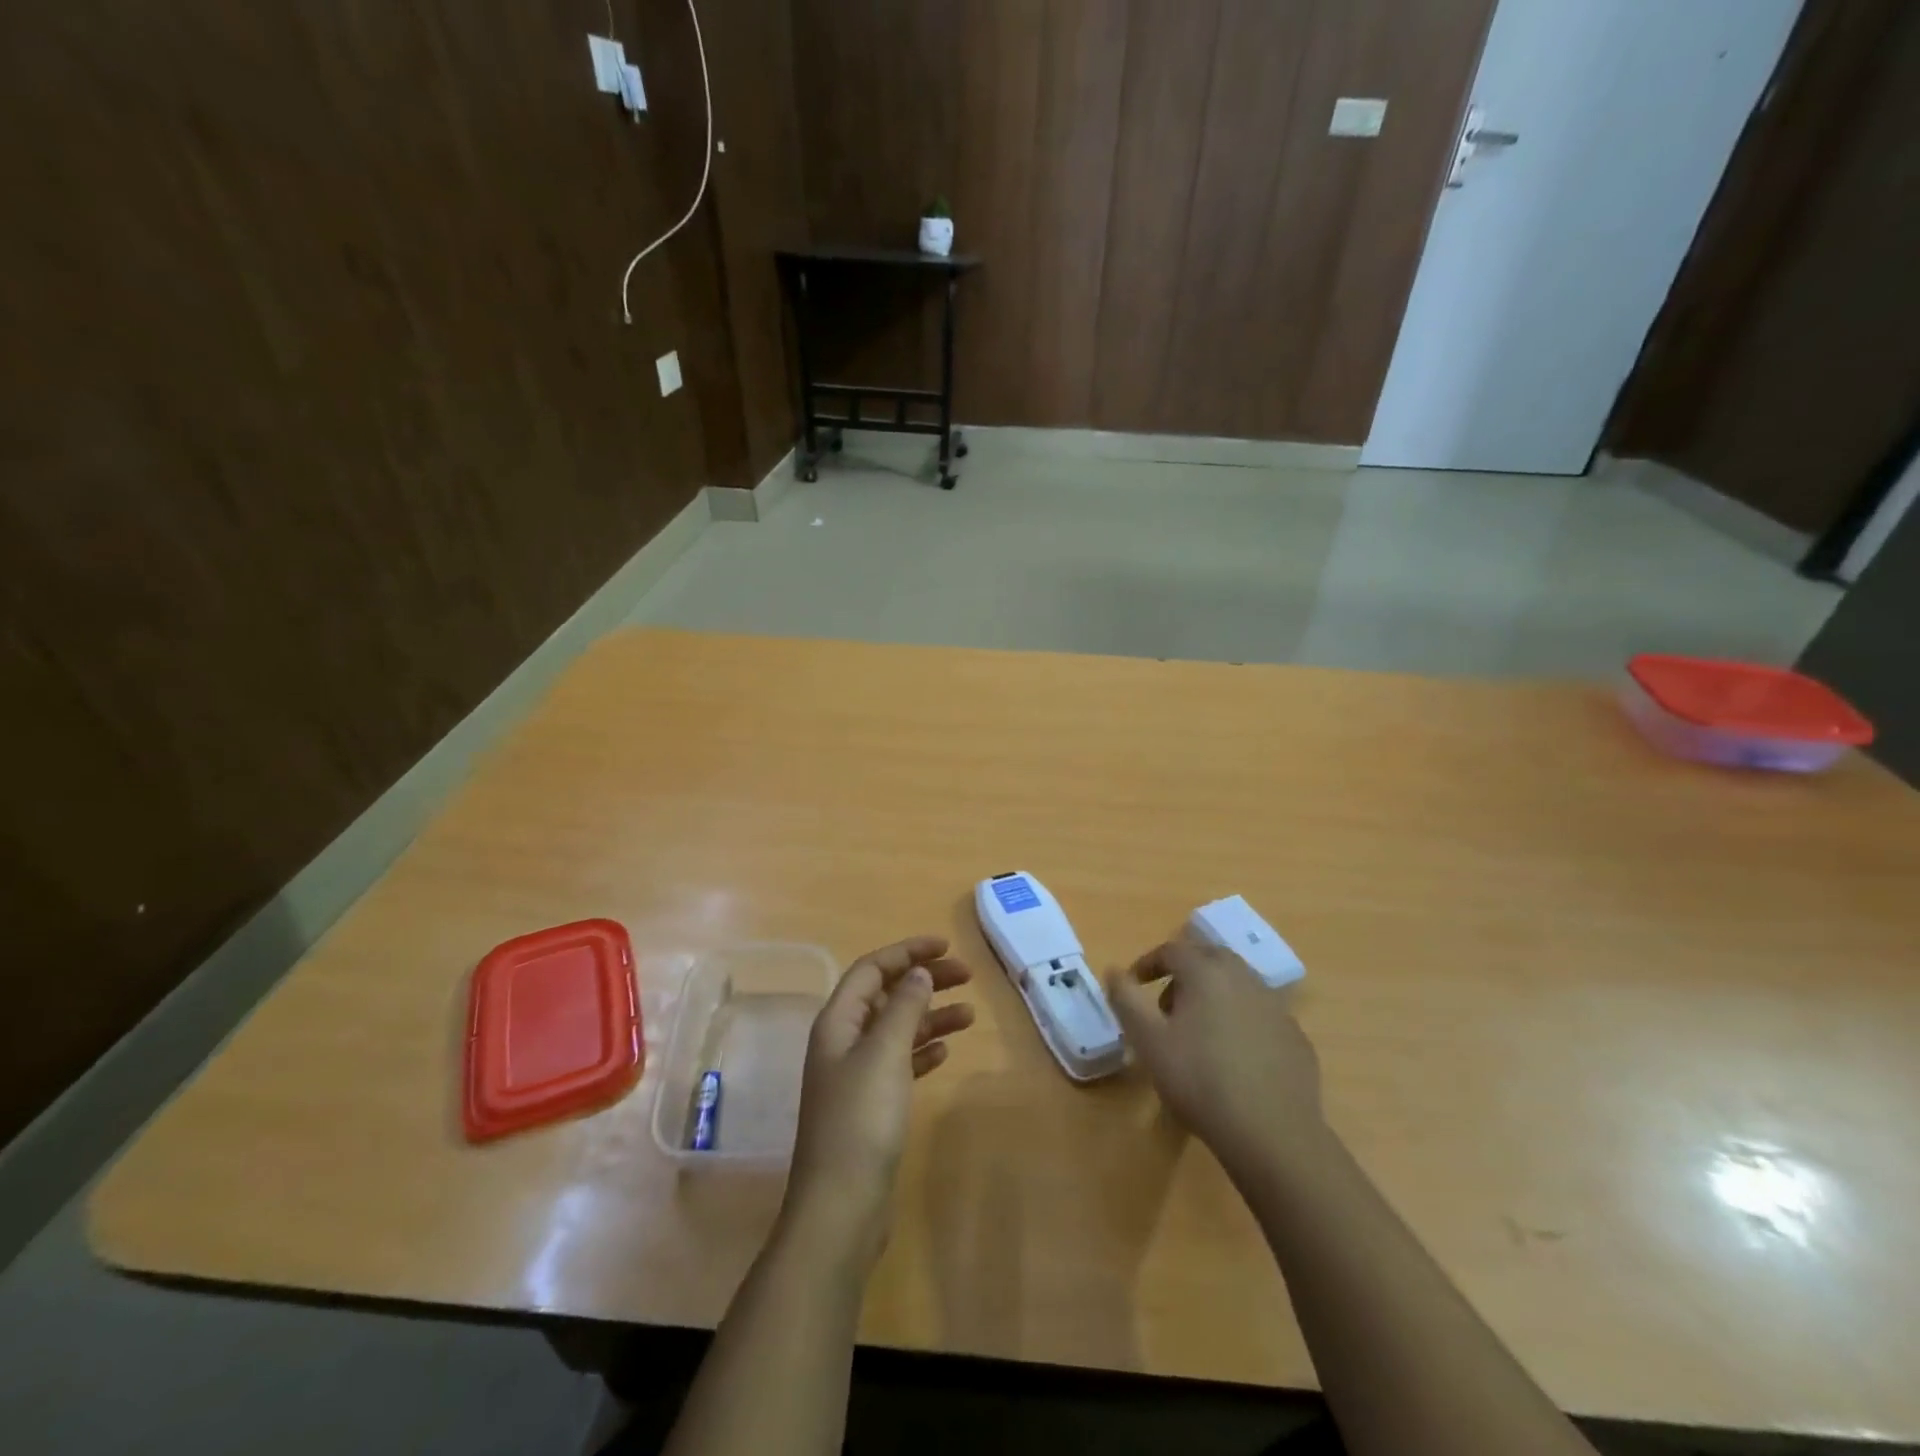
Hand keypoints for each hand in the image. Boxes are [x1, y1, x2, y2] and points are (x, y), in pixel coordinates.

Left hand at [783, 935, 973, 1264]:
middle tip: (967, 975)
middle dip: (924, 980)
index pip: (872, 969)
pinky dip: (923, 1050)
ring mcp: (856, 1075)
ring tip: (969, 1014)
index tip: (947, 946)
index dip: (907, 952)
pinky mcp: (871, 1105)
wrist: (841, 1206)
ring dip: (930, 1016)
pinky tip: (946, 1052)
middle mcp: (843, 1041)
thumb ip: (904, 1008)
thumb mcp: (884, 1054)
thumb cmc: (861, 1120)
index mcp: (838, 1022)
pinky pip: (900, 1062)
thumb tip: (919, 973)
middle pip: (886, 995)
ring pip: (897, 1029)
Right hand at [1107, 941, 1325, 1179]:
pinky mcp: (1295, 1036)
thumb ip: (1126, 999)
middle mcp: (1244, 977)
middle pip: (1208, 958)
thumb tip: (1114, 970)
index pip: (1172, 950)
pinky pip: (1259, 1014)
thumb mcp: (1148, 1040)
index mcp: (1206, 972)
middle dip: (1183, 974)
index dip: (1148, 963)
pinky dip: (1240, 1020)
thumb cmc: (1199, 1080)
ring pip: (1237, 984)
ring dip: (1213, 995)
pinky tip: (1234, 1056)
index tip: (1134, 985)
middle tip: (1165, 1007)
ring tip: (1198, 1032)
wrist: (1272, 1133)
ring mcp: (1276, 1006)